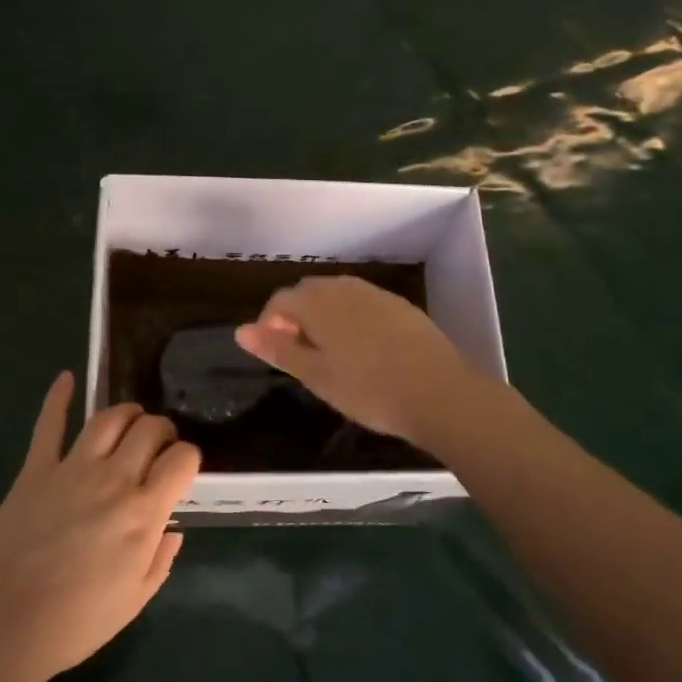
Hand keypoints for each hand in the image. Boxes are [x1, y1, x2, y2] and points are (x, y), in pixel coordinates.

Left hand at [0, 373, 199, 681]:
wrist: (4, 626)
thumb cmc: (76, 622)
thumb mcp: (135, 600)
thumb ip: (161, 558)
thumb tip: (173, 525)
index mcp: (143, 513)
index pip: (182, 459)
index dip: (189, 457)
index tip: (183, 468)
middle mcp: (114, 479)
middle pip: (149, 428)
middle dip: (162, 430)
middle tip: (158, 445)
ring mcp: (72, 468)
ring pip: (109, 418)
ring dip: (127, 413)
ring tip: (130, 421)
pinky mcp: (36, 468)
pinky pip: (49, 424)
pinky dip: (58, 397)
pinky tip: (66, 378)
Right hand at [234, 276, 501, 448]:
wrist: (441, 393)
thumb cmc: (368, 389)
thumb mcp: (316, 375)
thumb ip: (278, 349)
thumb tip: (240, 331)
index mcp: (318, 302)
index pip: (280, 301)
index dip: (269, 325)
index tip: (274, 354)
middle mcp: (345, 287)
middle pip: (308, 294)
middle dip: (296, 318)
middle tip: (299, 356)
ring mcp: (376, 294)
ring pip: (337, 297)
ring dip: (324, 317)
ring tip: (329, 354)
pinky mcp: (401, 306)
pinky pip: (363, 304)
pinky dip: (351, 320)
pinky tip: (363, 350)